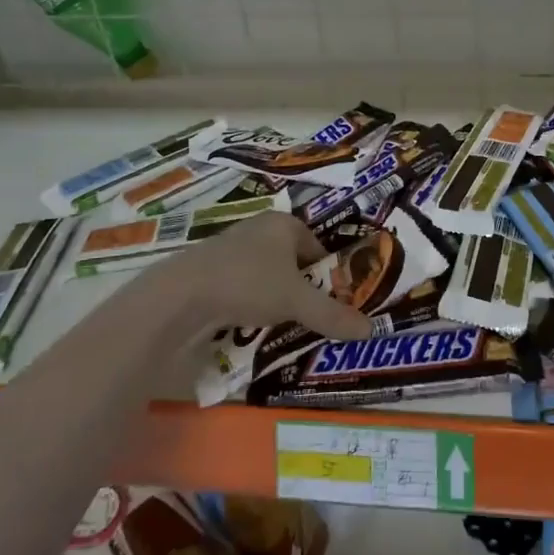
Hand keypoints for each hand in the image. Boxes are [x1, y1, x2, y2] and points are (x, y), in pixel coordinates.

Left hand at [141, 212, 371, 342]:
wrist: (181, 296)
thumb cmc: (249, 283)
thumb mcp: (297, 302)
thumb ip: (333, 315)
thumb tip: (372, 331)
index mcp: (283, 223)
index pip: (316, 247)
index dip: (326, 275)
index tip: (332, 303)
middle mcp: (257, 230)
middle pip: (291, 262)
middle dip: (300, 289)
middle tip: (310, 318)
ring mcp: (229, 249)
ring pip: (265, 277)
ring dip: (273, 299)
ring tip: (281, 327)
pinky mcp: (208, 272)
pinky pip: (240, 289)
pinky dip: (248, 306)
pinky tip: (249, 327)